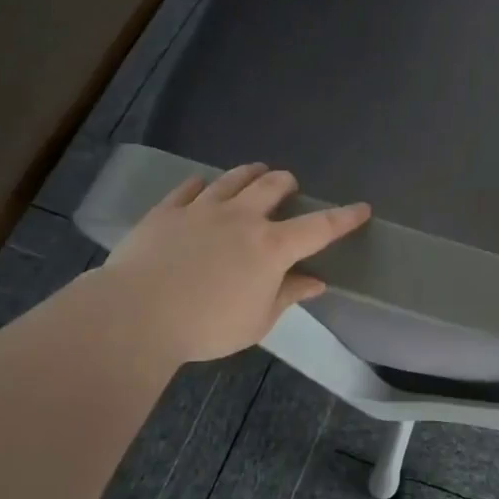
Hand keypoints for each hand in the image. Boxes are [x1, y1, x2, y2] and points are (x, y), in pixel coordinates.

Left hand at [99, 163, 369, 364]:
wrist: (137, 314)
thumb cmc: (208, 326)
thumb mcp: (258, 320)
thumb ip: (288, 295)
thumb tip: (315, 282)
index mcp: (272, 247)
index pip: (318, 227)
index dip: (344, 217)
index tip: (362, 208)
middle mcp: (241, 218)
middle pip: (272, 187)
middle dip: (286, 183)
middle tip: (289, 185)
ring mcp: (201, 210)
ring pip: (232, 179)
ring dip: (249, 174)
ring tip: (255, 172)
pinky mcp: (166, 212)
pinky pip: (189, 188)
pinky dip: (201, 185)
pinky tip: (201, 186)